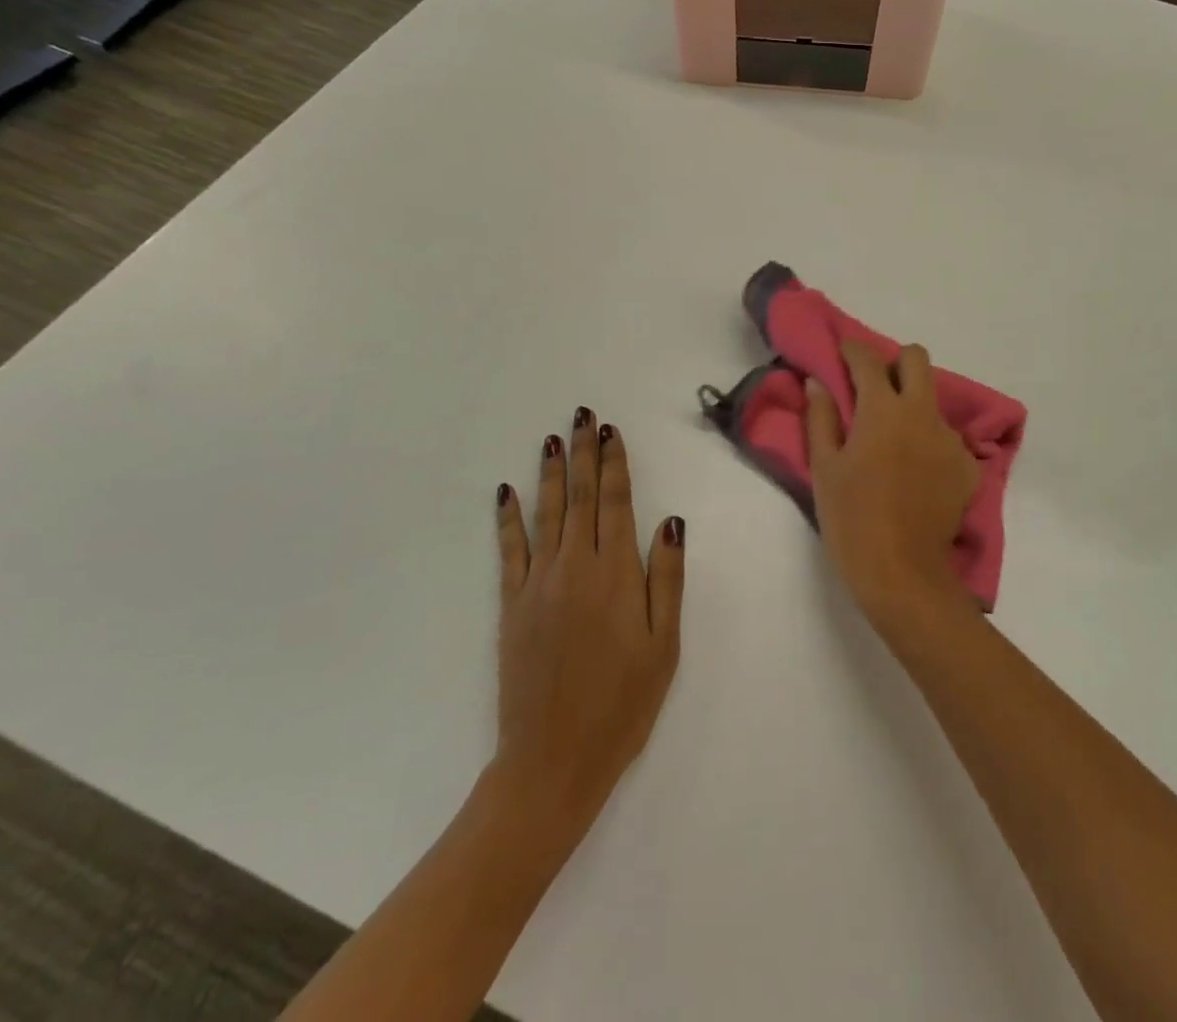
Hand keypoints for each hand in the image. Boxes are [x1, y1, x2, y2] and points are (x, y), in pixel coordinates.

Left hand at [493, 408, 684, 837]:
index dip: (613, 463)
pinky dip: (508, 519)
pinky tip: (506, 492)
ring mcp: (538, 585)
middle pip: (580, 498)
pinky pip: (509, 551)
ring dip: (550, 473)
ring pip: (546, 514)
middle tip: (583, 415)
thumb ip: (667, 578)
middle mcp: (575, 568)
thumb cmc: (623, 704)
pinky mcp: (512, 606)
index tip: (611, 431)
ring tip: (552, 438)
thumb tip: (670, 520)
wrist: (554, 761)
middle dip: (583, 453)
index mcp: (616, 575)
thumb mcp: (664, 645)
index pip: (615, 503)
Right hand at [805, 343, 980, 628]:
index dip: (852, 350)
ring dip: (912, 406)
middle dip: (894, 363)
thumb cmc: (852, 519)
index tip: (841, 354)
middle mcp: (923, 413)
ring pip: (933, 400)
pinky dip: (929, 443)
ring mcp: (950, 439)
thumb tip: (818, 382)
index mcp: (883, 410)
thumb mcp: (824, 468)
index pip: (868, 359)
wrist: (903, 574)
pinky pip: (947, 438)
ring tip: (893, 442)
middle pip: (917, 359)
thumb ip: (821, 418)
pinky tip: (915, 473)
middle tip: (874, 387)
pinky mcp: (968, 467)